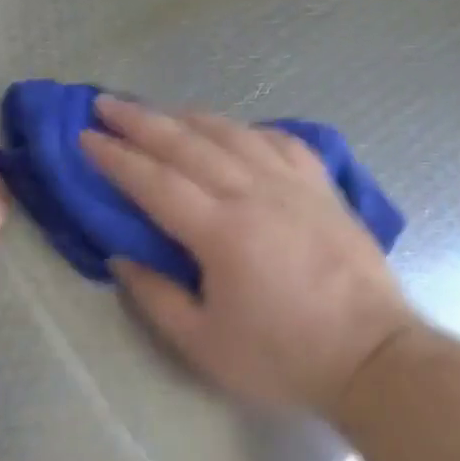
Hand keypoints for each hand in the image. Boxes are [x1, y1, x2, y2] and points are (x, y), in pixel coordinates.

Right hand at [81, 97, 421, 413]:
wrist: (374, 356)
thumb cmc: (284, 357)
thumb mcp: (204, 345)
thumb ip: (155, 297)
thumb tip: (120, 257)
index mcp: (221, 231)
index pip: (155, 181)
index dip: (115, 157)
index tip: (85, 137)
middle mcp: (254, 193)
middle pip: (187, 143)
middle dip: (140, 120)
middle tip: (105, 103)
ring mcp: (293, 184)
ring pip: (231, 133)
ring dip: (187, 116)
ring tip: (158, 110)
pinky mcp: (322, 186)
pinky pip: (279, 140)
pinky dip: (247, 128)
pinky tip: (233, 130)